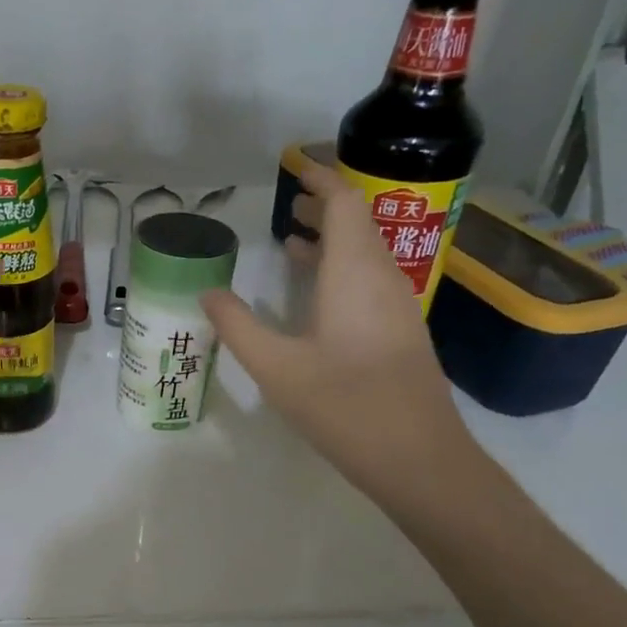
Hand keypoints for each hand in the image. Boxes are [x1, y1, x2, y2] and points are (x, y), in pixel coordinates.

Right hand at [202, 160, 475, 494]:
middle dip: (323, 208)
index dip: (321, 180)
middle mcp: (382, 278)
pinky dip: (341, 269)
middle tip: (285, 205)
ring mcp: (397, 306)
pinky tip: (314, 293)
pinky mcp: (400, 332)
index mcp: (354, 273)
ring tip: (291, 240)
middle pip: (357, 224)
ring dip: (332, 240)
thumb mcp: (276, 367)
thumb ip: (237, 325)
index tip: (295, 168)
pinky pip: (369, 280)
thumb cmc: (345, 405)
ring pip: (365, 253)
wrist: (418, 458)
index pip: (344, 204)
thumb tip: (207, 293)